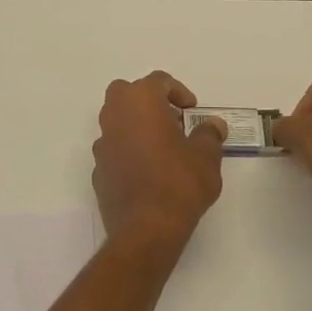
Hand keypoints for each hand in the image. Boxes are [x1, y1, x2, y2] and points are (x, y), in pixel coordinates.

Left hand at [92, 72, 226, 246]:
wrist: (146, 228)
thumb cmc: (179, 183)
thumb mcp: (206, 156)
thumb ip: (209, 135)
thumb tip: (213, 126)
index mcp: (140, 102)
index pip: (158, 81)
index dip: (178, 91)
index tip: (192, 110)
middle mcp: (115, 116)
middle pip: (127, 93)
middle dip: (148, 101)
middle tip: (172, 121)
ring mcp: (102, 143)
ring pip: (117, 121)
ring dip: (136, 126)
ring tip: (163, 148)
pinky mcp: (98, 169)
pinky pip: (114, 149)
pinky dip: (128, 151)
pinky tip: (147, 171)